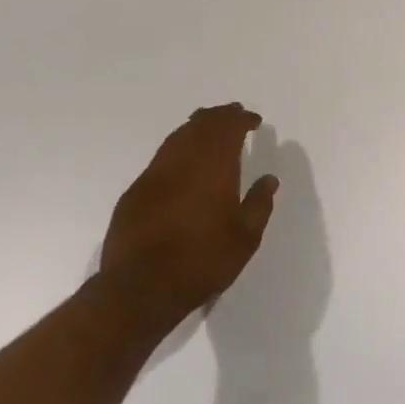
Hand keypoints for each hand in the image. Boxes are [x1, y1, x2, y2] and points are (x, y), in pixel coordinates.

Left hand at [98, 105, 277, 337]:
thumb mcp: (245, 238)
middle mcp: (183, 160)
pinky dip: (177, 148)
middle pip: (202, 124)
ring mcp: (155, 173)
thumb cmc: (202, 261)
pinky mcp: (135, 191)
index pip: (229, 128)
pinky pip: (162, 156)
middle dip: (220, 116)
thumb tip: (269, 179)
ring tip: (209, 128)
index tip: (254, 121)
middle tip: (233, 114)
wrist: (140, 288)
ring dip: (197, 127)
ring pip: (178, 136)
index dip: (242, 119)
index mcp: (214, 167)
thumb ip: (259, 204)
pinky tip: (182, 161)